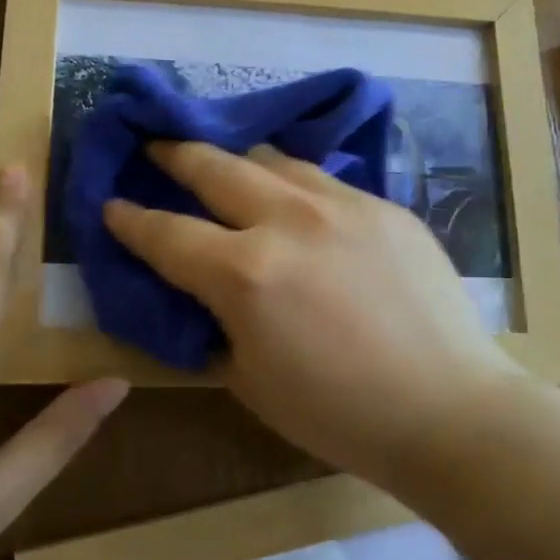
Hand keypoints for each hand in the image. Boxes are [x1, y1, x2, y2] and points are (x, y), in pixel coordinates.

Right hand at [102, 142, 519, 483]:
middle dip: (175, 154)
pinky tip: (299, 202)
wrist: (450, 409)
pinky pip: (326, 181)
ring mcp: (345, 204)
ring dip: (239, 160)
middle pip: (215, 167)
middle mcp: (290, 220)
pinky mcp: (387, 207)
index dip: (130, 219)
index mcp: (246, 273)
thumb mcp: (251, 382)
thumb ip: (215, 327)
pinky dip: (295, 185)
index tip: (110, 204)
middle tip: (155, 145)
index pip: (167, 233)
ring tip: (227, 165)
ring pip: (274, 160)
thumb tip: (202, 296)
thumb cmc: (340, 415)